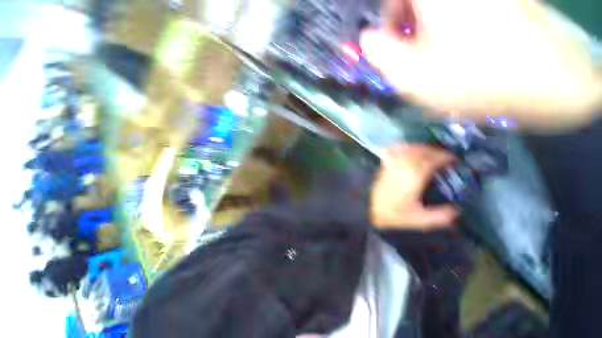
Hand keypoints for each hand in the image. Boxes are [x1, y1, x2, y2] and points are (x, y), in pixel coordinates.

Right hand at [361, 0, 601, 130]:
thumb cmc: (471, 78)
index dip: (387, 17)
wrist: (549, 84)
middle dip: (408, 24)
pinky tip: (460, 51)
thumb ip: (379, 53)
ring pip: (439, 9)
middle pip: (416, 1)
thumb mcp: (408, 74)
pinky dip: (454, 28)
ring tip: (437, 57)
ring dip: (430, 28)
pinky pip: (465, 12)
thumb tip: (367, 38)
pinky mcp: (505, 2)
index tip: (390, 43)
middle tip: (413, 55)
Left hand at [370, 145, 458, 230]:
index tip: (453, 159)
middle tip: (444, 155)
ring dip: (420, 148)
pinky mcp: (384, 167)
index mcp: (412, 180)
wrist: (369, 210)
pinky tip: (408, 149)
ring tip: (429, 151)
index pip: (428, 162)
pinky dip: (402, 148)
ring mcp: (391, 167)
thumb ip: (439, 217)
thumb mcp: (419, 220)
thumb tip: (456, 210)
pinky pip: (393, 152)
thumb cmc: (393, 215)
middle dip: (433, 151)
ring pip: (406, 150)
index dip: (442, 157)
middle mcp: (401, 170)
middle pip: (418, 153)